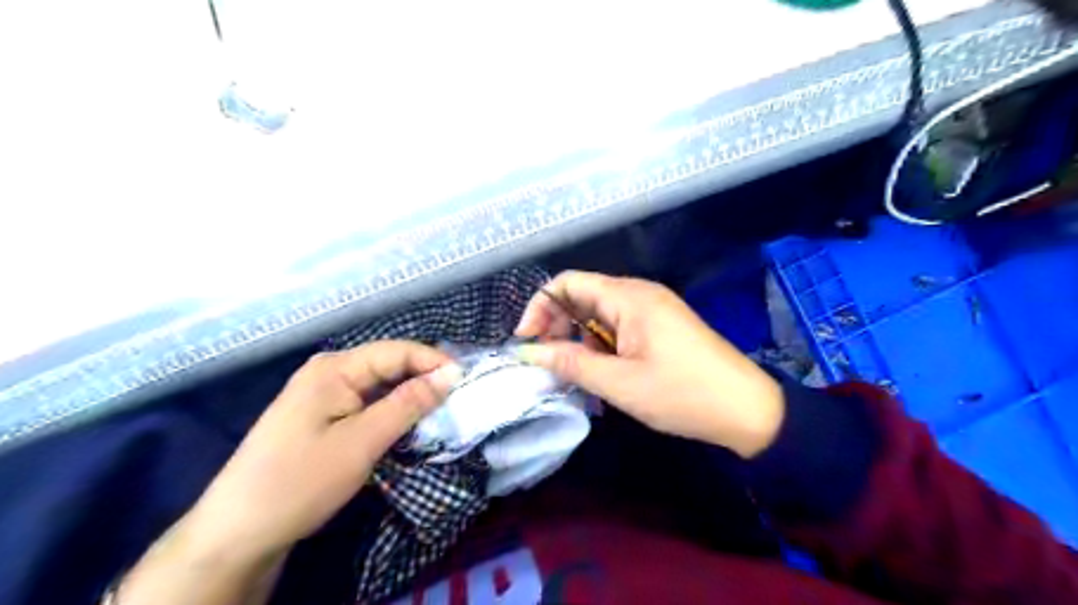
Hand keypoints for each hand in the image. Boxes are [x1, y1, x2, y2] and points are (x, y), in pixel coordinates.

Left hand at [190, 341, 459, 558]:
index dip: (434, 362)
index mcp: (334, 368)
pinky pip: (367, 402)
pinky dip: (391, 411)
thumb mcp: (362, 442)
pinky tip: (408, 423)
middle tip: (458, 398)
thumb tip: (450, 374)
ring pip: (379, 385)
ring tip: (442, 410)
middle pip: (388, 364)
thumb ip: (408, 404)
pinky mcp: (322, 416)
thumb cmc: (301, 481)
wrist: (238, 532)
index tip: (466, 381)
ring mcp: (323, 394)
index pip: (396, 351)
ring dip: (410, 396)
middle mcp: (328, 371)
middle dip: (424, 378)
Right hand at [517, 272, 783, 454]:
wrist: (747, 409)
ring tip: (572, 371)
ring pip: (598, 314)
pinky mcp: (660, 326)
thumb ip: (571, 363)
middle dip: (557, 325)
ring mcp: (652, 309)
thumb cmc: (682, 393)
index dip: (539, 307)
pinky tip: (598, 371)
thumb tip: (528, 352)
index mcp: (629, 296)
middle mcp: (639, 293)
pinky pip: (618, 326)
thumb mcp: (620, 383)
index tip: (526, 341)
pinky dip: (600, 344)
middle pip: (582, 296)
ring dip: (578, 338)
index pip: (568, 283)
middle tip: (547, 361)